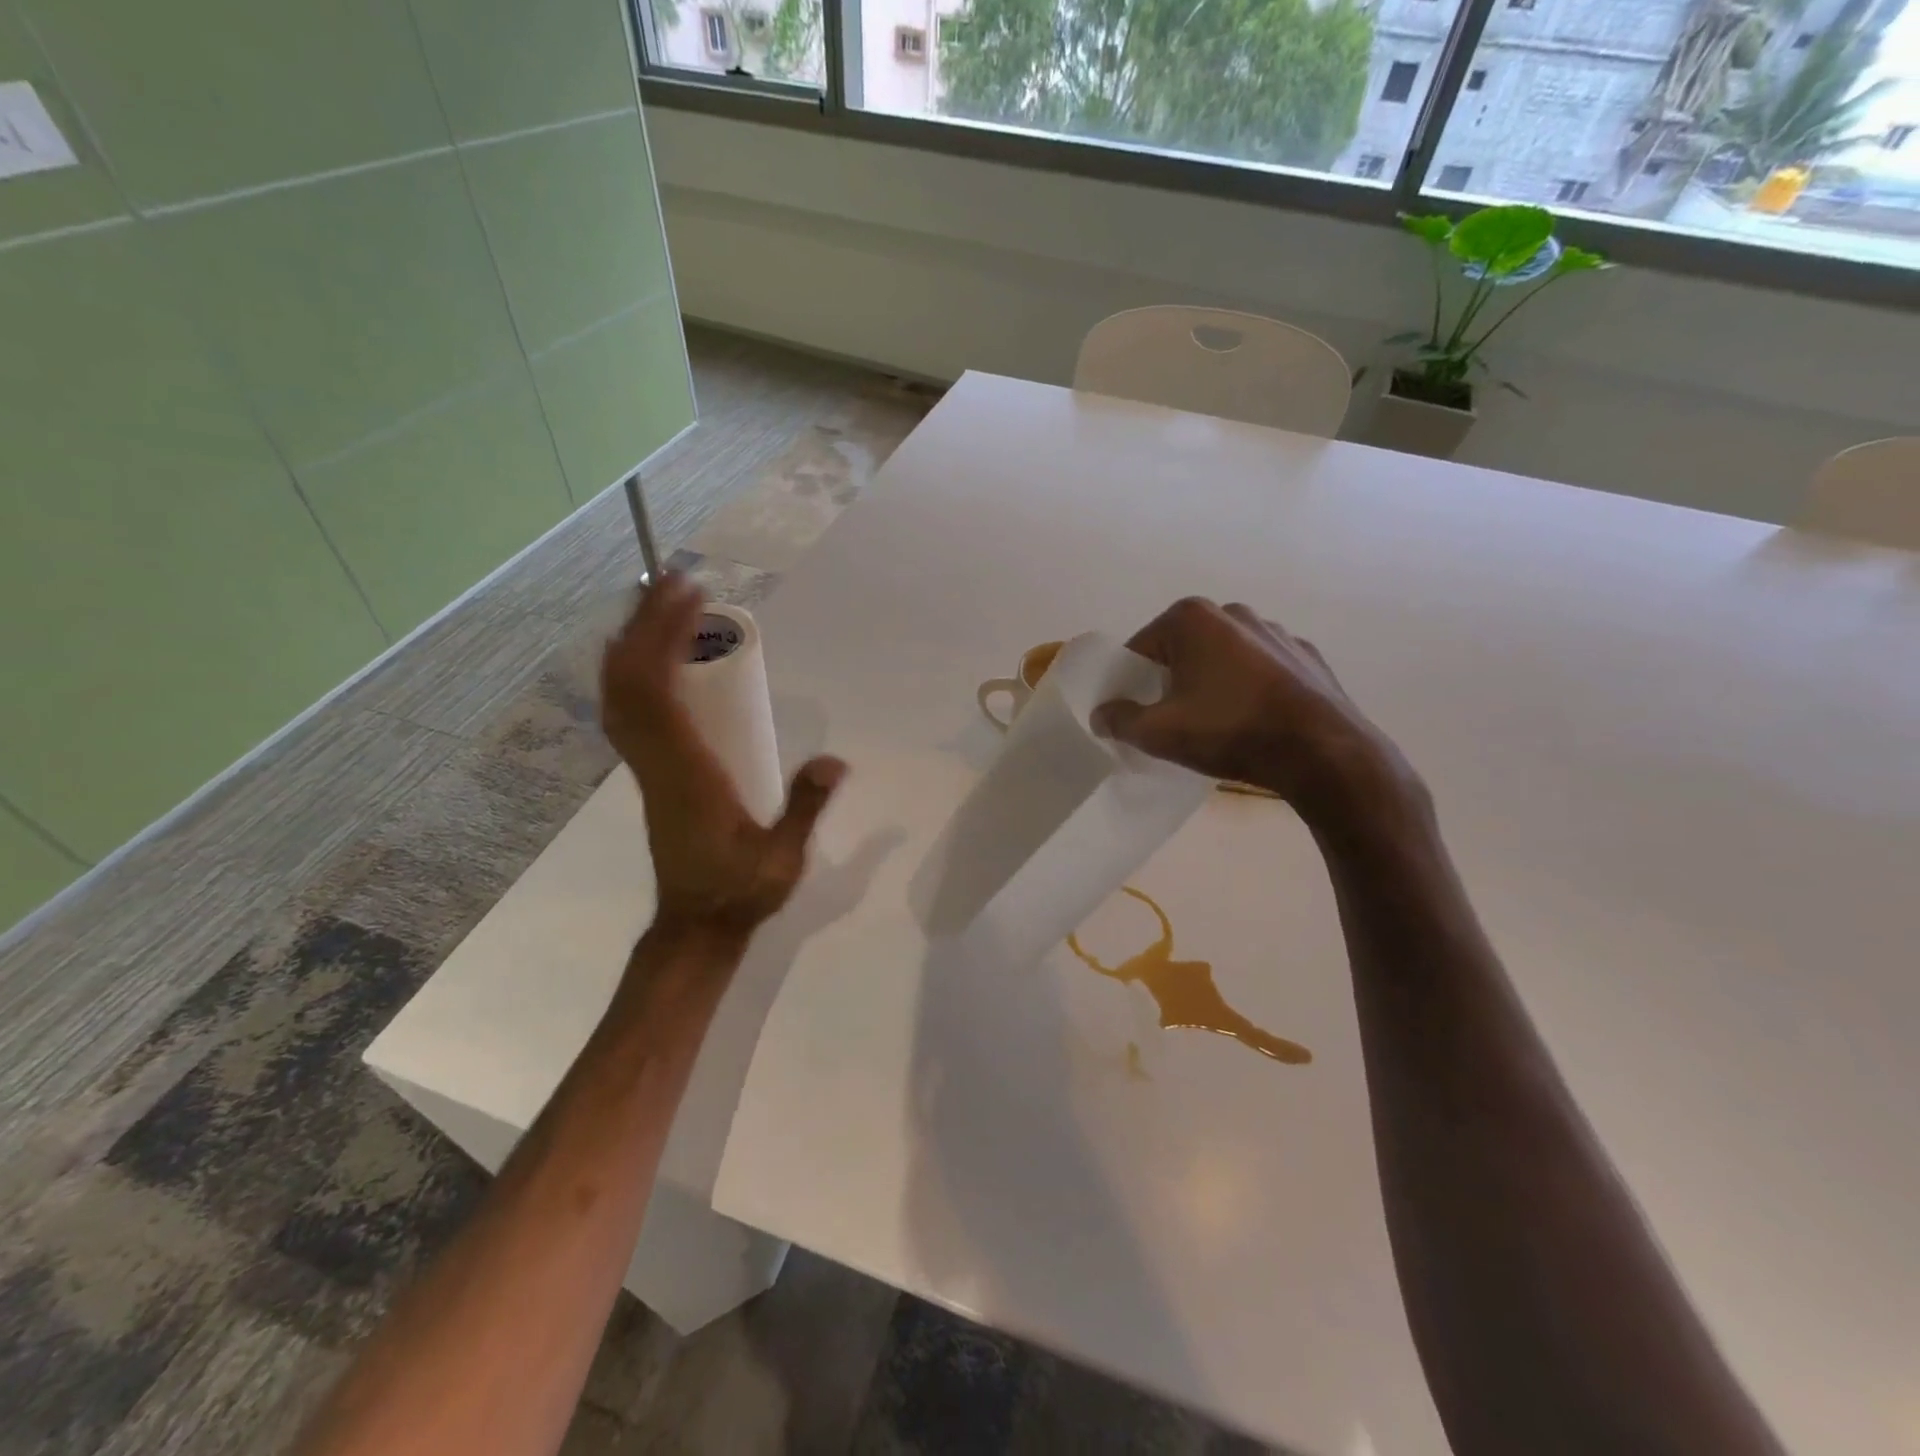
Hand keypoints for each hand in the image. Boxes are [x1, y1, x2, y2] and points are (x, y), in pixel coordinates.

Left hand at [601, 574, 845, 938]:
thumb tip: (836, 760)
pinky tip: (646, 654)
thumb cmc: (741, 892)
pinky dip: (629, 672)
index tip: (690, 598)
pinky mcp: (649, 774)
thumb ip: (806, 808)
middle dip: (648, 624)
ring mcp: (646, 768)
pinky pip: (626, 712)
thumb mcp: (783, 858)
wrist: (695, 925)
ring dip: (633, 642)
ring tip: (656, 600)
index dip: (667, 639)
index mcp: (687, 773)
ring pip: (621, 695)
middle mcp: (657, 762)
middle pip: (633, 682)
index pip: (661, 694)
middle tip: (674, 579)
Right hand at [1093, 597, 1415, 829]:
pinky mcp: (1306, 655)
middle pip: (1181, 650)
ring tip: (1215, 724)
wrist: (1321, 752)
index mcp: (1191, 619)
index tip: (1134, 714)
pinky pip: (1260, 670)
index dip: (1130, 683)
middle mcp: (1233, 612)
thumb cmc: (1229, 731)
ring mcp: (1276, 631)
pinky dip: (1248, 689)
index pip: (1140, 649)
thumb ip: (1119, 720)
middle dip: (1170, 681)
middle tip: (1171, 721)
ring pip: (1223, 658)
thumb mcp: (1158, 732)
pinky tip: (1252, 721)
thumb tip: (1102, 715)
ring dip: (1210, 683)